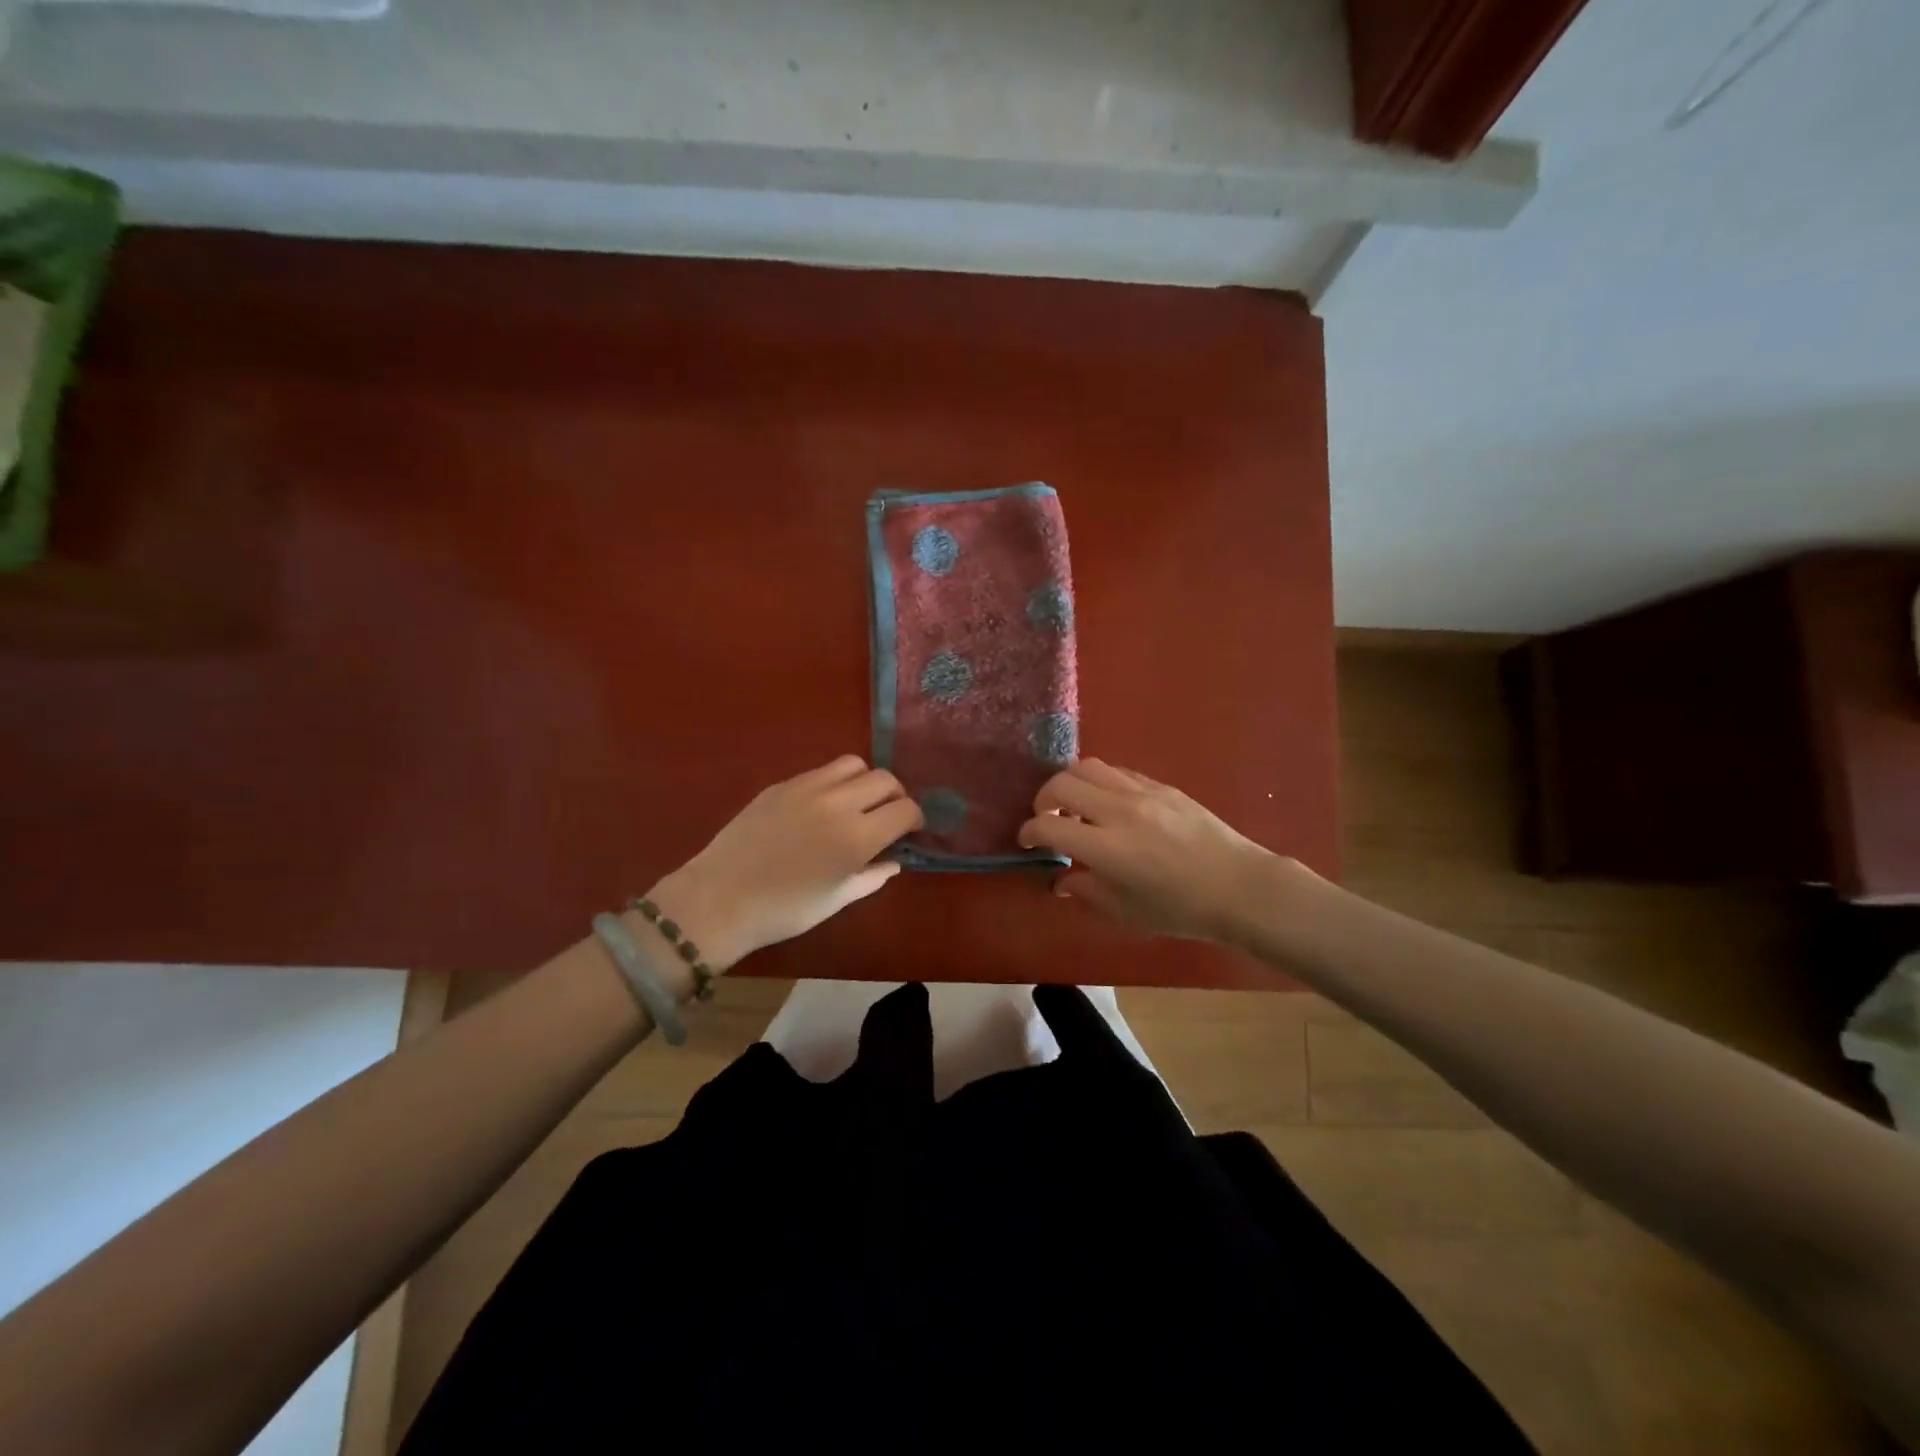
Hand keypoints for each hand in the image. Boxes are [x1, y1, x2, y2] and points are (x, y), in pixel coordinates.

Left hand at [648, 756, 922, 971]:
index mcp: (857, 838)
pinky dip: (835, 782)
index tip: (910, 831)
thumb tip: (893, 861)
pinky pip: (821, 771)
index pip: (905, 809)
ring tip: (857, 802)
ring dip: (866, 781)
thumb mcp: (836, 900)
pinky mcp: (782, 785)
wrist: (720, 899)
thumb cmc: (784, 911)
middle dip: (896, 795)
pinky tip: (822, 806)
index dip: (915, 819)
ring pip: (854, 764)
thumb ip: (872, 877)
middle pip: (885, 779)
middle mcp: (838, 804)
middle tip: (887, 815)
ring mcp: (807, 788)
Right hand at [1018, 759, 1290, 942]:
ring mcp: (1141, 792)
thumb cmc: (1181, 909)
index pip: (1048, 826)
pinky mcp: (1161, 785)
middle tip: (1048, 821)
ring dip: (1070, 783)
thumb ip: (1086, 891)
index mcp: (1106, 847)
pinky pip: (1117, 772)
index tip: (1027, 842)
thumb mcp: (1126, 911)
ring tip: (1075, 806)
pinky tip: (1108, 804)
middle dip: (1043, 801)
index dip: (1029, 833)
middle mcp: (1118, 811)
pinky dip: (1100, 782)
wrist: (1239, 886)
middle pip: (1061, 784)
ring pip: (1088, 766)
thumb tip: (1061, 881)